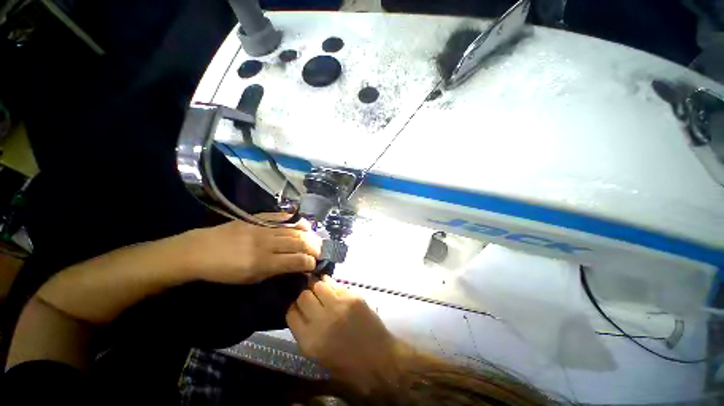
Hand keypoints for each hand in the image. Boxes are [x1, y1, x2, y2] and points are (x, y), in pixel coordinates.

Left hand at [186, 214, 321, 283]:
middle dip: (313, 247)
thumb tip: (295, 267)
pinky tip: (303, 223)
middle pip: (298, 242)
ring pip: (292, 230)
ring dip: (308, 234)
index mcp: (263, 263)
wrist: (199, 251)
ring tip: (316, 238)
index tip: (314, 264)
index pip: (295, 260)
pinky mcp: (257, 219)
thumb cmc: (223, 272)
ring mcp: (262, 228)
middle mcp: (266, 243)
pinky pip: (280, 218)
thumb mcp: (249, 279)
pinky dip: (294, 221)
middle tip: (320, 250)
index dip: (309, 262)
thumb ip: (275, 271)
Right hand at [286, 276, 411, 391]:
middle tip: (311, 297)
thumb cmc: (347, 363)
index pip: (291, 313)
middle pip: (303, 295)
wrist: (378, 358)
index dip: (294, 307)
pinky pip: (336, 284)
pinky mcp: (353, 297)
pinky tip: (334, 289)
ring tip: (322, 291)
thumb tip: (302, 311)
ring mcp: (339, 305)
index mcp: (310, 340)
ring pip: (319, 285)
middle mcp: (322, 320)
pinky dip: (332, 285)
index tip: (299, 306)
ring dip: (318, 287)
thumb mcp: (318, 355)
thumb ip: (306, 332)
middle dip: (305, 295)